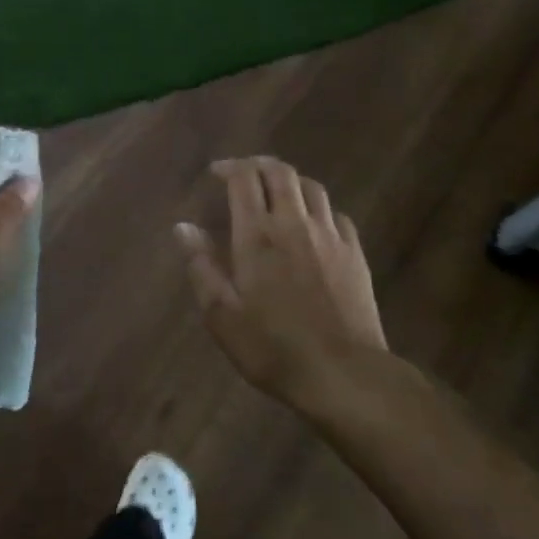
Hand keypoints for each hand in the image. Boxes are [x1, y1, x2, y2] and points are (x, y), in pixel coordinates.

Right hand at [176, 157, 386, 406]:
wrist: (344, 373)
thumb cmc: (273, 348)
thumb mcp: (222, 315)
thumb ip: (202, 266)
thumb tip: (183, 227)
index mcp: (258, 235)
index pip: (245, 179)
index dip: (229, 168)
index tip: (216, 173)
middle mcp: (295, 224)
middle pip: (281, 172)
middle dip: (259, 164)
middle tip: (244, 173)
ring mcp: (330, 236)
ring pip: (312, 187)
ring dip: (290, 181)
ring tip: (276, 192)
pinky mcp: (354, 252)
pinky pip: (335, 214)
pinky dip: (317, 208)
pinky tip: (311, 224)